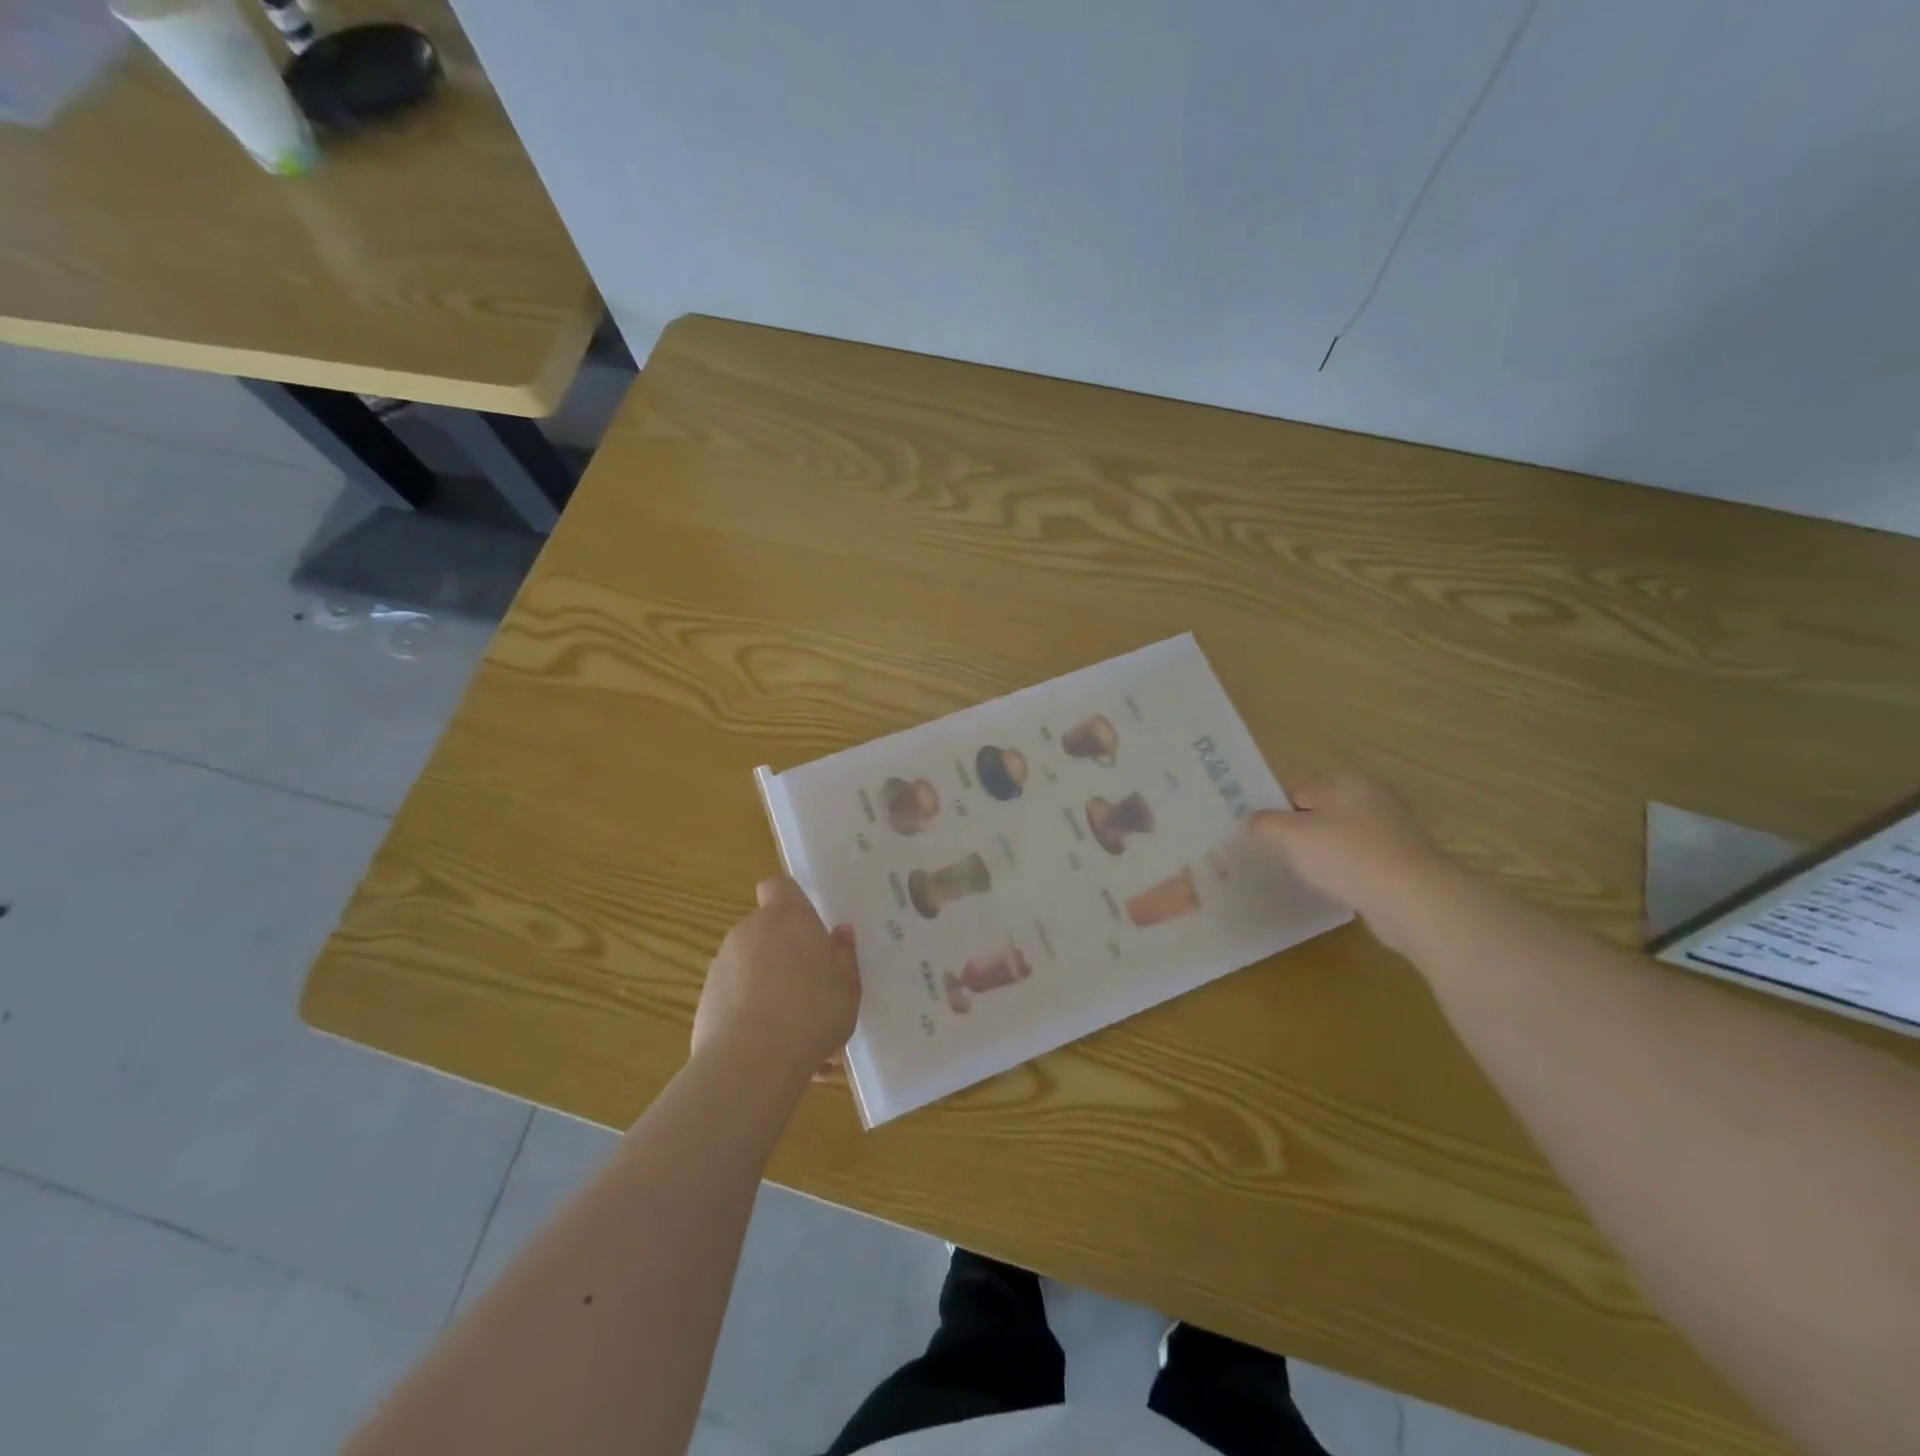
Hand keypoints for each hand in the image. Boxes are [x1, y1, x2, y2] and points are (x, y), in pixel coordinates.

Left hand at [693, 878, 860, 1078]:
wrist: (751, 1061)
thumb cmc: (811, 1011)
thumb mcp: (848, 986)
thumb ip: (843, 955)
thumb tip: (840, 932)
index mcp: (787, 917)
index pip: (778, 887)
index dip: (789, 900)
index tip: (805, 926)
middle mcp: (750, 931)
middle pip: (768, 932)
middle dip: (787, 958)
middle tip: (814, 994)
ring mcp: (722, 965)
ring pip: (754, 970)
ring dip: (772, 992)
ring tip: (799, 1038)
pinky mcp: (705, 1001)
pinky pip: (737, 1001)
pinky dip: (752, 1018)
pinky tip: (775, 1054)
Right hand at [1250, 774, 1460, 952]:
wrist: (1416, 900)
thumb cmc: (1348, 857)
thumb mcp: (1291, 837)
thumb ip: (1265, 825)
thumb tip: (1254, 822)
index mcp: (1346, 782)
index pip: (1297, 792)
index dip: (1279, 817)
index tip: (1268, 843)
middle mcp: (1373, 797)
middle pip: (1322, 814)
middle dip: (1303, 836)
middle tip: (1286, 861)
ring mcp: (1395, 830)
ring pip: (1343, 839)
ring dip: (1328, 856)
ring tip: (1313, 879)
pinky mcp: (1407, 860)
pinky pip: (1364, 861)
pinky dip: (1351, 873)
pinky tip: (1342, 891)